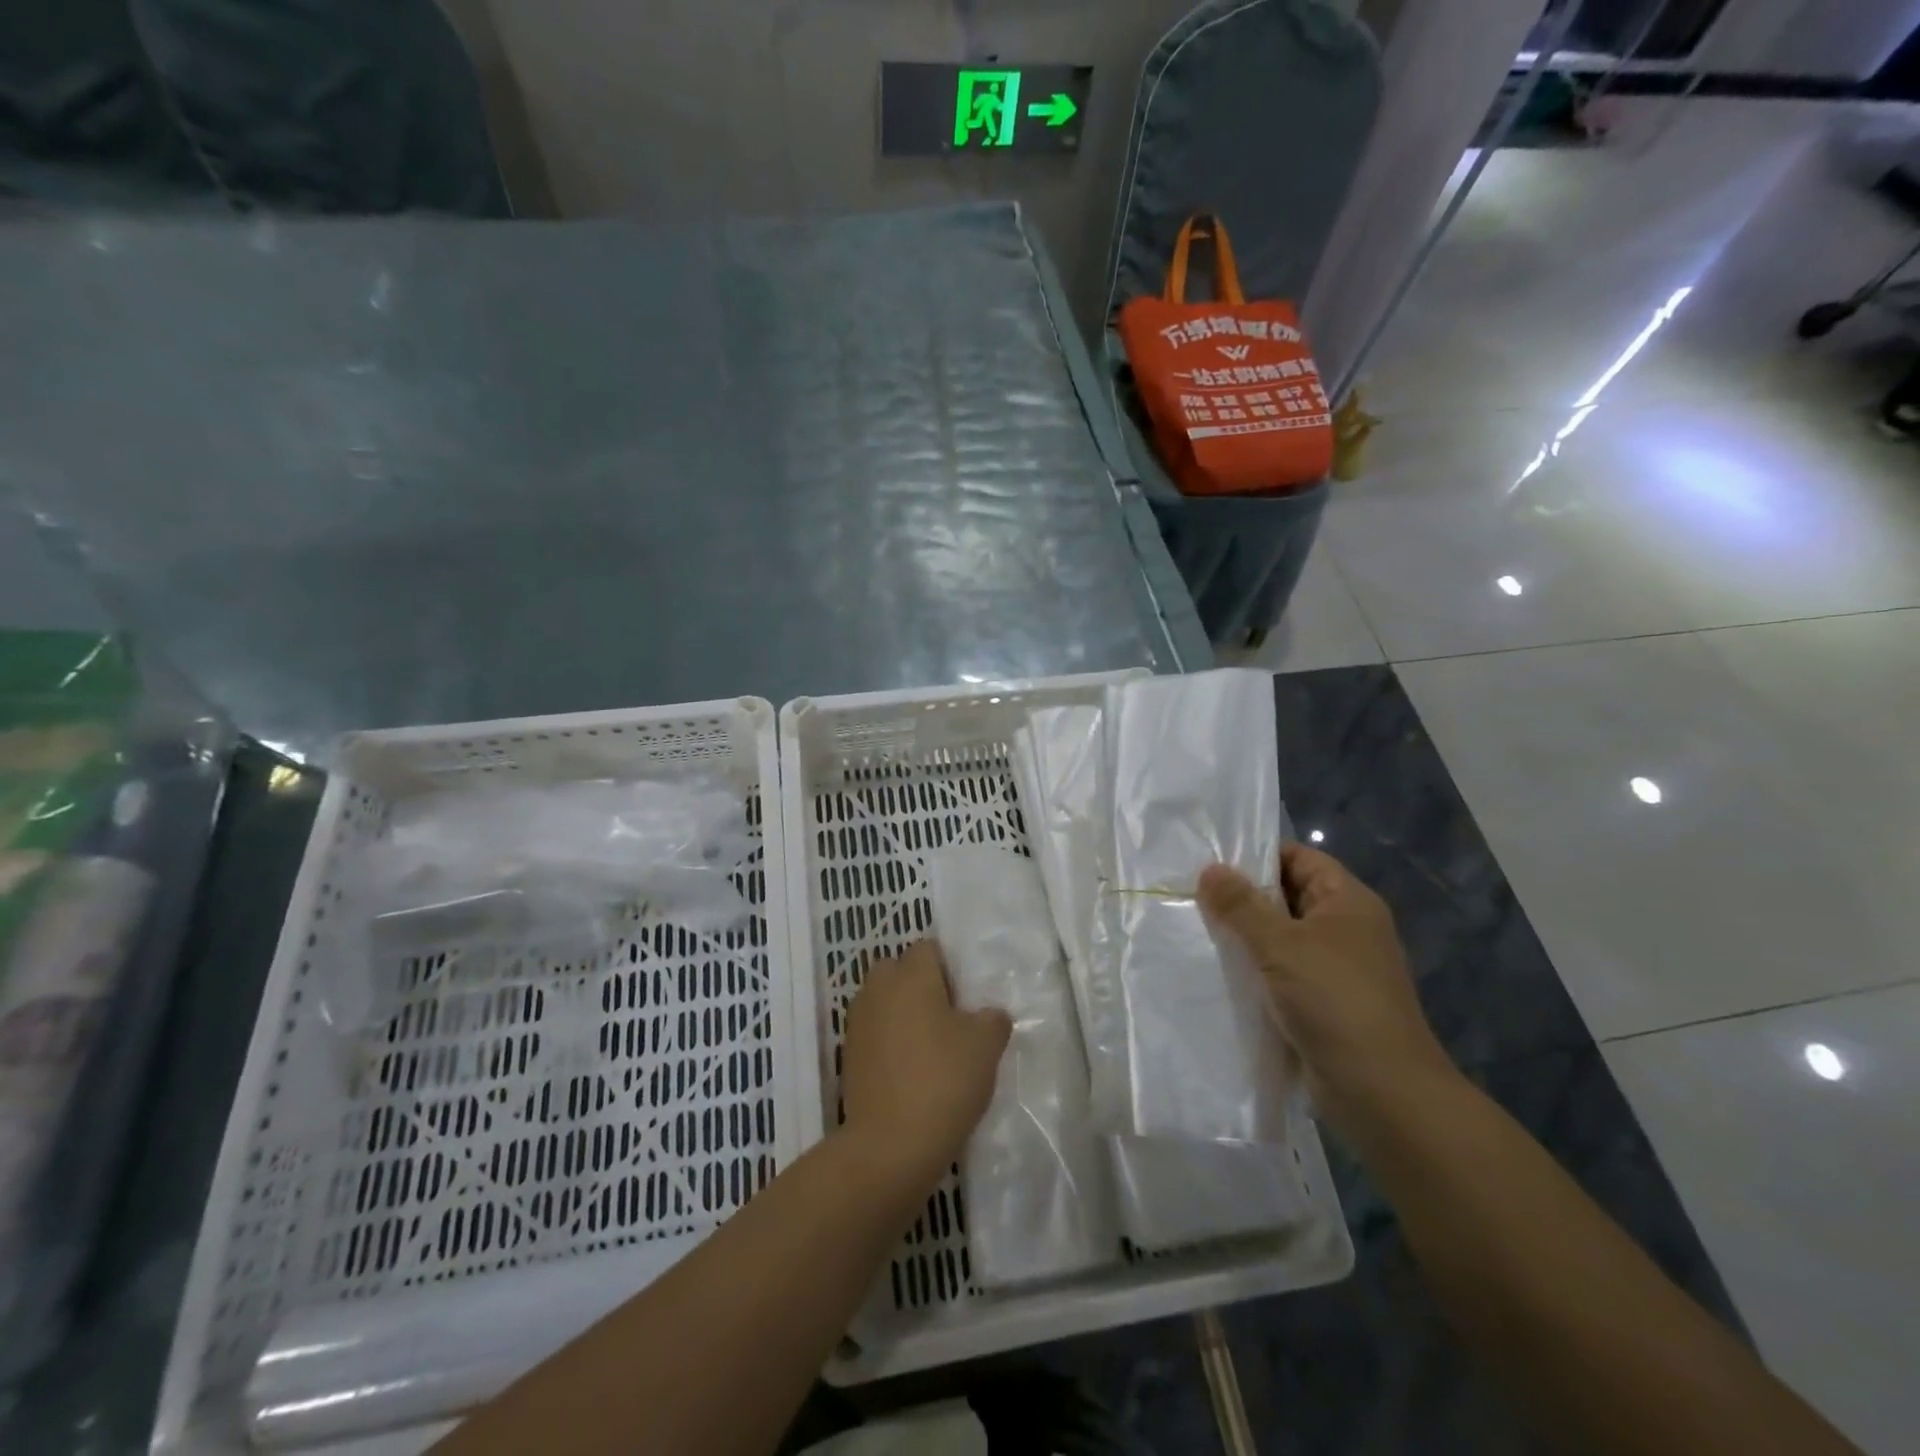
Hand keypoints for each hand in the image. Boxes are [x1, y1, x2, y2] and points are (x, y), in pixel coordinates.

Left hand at [840, 940, 1010, 1195]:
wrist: (890, 1146)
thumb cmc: (943, 1081)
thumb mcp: (986, 1046)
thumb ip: (992, 1019)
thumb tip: (988, 1015)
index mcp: (911, 975)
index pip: (928, 948)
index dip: (949, 968)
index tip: (966, 999)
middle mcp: (878, 989)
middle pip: (898, 970)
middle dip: (919, 986)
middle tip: (948, 1019)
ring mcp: (858, 1023)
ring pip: (883, 1002)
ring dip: (902, 1015)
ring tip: (930, 1049)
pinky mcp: (848, 1056)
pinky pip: (873, 1033)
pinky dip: (889, 1043)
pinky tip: (911, 1073)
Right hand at [1199, 844, 1459, 1139]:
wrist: (1382, 1092)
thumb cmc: (1334, 1000)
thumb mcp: (1280, 944)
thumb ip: (1241, 905)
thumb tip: (1210, 869)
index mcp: (1347, 902)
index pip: (1299, 858)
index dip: (1258, 856)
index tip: (1211, 862)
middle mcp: (1345, 929)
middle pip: (1288, 897)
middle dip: (1243, 898)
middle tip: (1192, 896)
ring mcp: (1336, 970)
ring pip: (1281, 939)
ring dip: (1245, 938)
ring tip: (1195, 931)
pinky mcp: (1323, 1005)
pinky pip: (1282, 975)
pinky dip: (1255, 972)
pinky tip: (1218, 974)